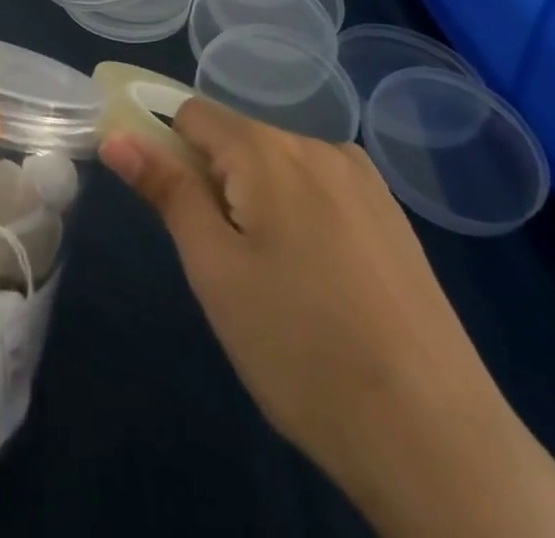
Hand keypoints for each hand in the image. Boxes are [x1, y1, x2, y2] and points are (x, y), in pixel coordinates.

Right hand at [101, 99, 554, 537]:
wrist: (438, 440)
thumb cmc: (302, 351)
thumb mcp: (215, 271)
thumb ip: (167, 190)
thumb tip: (117, 136)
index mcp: (268, 150)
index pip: (191, 113)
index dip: (164, 145)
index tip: (163, 203)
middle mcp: (318, 144)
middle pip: (238, 140)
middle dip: (215, 183)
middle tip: (222, 264)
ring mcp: (364, 179)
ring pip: (280, 167)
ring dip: (257, 202)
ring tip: (274, 283)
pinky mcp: (393, 216)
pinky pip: (321, 191)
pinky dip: (301, 217)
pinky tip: (321, 286)